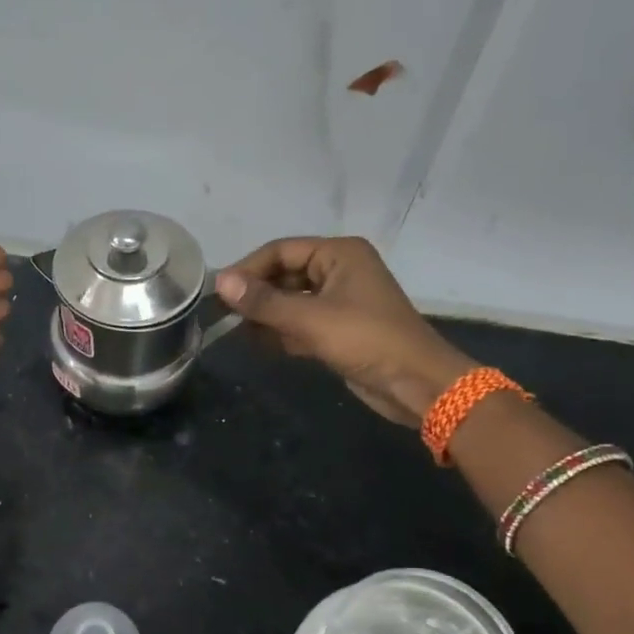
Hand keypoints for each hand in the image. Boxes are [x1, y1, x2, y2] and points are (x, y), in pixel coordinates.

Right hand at [215, 237, 472, 425]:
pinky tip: (258, 346)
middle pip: (284, 274)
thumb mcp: (311, 319)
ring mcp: (340, 302)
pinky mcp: (338, 330)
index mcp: (339, 254)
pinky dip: (281, 333)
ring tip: (236, 333)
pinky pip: (301, 324)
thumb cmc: (367, 340)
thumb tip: (221, 282)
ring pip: (291, 301)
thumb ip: (264, 302)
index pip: (281, 250)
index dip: (248, 269)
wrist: (415, 383)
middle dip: (256, 295)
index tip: (218, 292)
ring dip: (265, 316)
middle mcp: (339, 270)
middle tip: (222, 315)